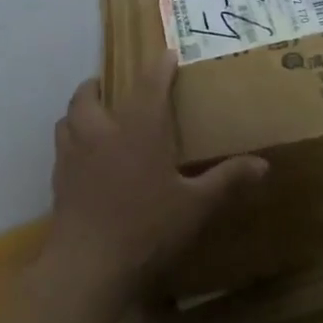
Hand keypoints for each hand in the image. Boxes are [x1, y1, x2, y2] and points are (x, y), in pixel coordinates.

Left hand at [43, 50, 266, 304]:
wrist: (88, 267)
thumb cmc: (147, 228)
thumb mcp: (195, 205)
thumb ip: (226, 180)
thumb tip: (264, 165)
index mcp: (139, 129)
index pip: (150, 85)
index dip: (159, 66)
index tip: (167, 55)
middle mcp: (102, 133)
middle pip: (89, 95)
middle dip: (97, 86)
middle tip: (110, 88)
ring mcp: (74, 156)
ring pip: (67, 119)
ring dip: (79, 111)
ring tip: (92, 117)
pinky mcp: (58, 182)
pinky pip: (61, 149)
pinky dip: (70, 143)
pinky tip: (83, 160)